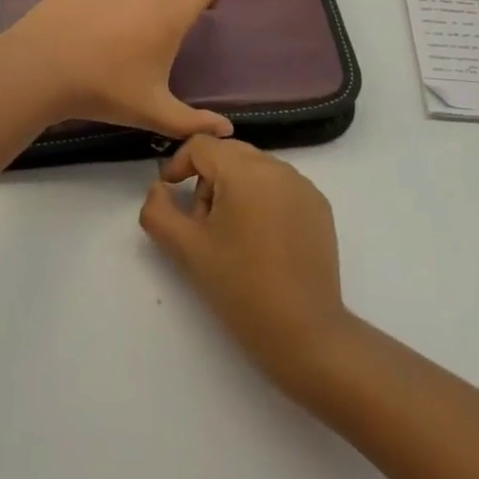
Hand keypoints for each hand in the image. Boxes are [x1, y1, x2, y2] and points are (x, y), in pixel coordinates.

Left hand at [1, 0, 233, 140]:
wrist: (40, 68)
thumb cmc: (104, 89)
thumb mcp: (151, 112)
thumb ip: (192, 122)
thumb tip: (226, 131)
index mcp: (169, 16)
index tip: (206, 10)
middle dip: (168, 8)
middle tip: (152, 39)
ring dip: (137, 2)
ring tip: (120, 33)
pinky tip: (94, 21)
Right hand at [140, 136, 351, 392]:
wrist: (304, 333)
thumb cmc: (240, 288)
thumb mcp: (186, 249)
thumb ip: (158, 211)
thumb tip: (159, 188)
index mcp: (245, 171)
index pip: (201, 145)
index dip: (178, 164)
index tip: (171, 195)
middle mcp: (278, 167)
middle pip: (229, 153)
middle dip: (207, 178)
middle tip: (201, 223)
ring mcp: (304, 185)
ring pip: (255, 168)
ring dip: (234, 188)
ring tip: (231, 236)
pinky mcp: (319, 206)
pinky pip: (280, 186)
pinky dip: (262, 199)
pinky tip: (261, 241)